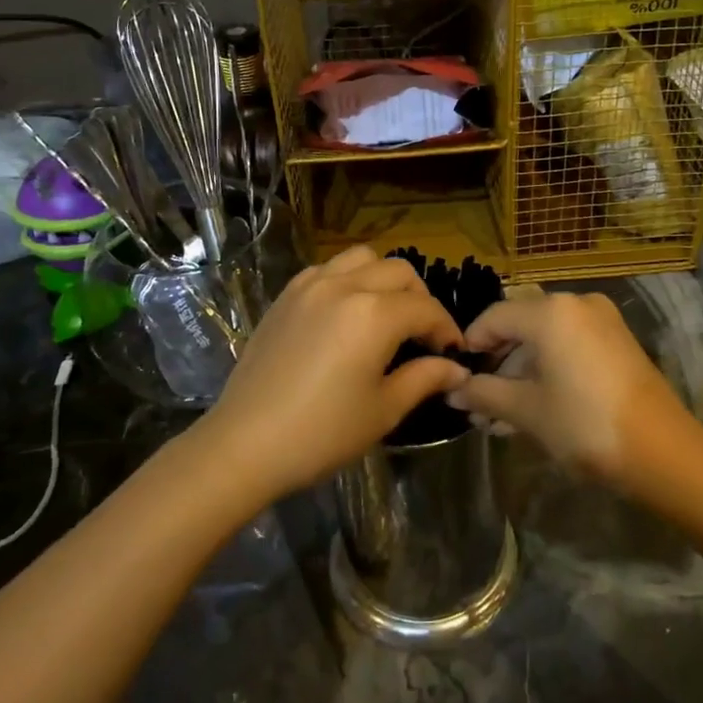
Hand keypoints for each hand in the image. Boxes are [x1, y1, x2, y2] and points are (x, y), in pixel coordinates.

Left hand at [200, 246, 469, 500]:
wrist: (245, 444)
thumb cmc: (322, 433)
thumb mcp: (384, 410)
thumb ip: (425, 378)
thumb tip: (457, 369)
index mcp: (375, 314)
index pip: (427, 309)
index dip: (446, 330)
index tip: (453, 354)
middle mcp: (345, 286)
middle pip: (399, 272)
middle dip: (420, 299)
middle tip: (422, 336)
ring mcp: (310, 285)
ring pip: (362, 259)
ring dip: (384, 279)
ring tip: (386, 314)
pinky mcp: (286, 295)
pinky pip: (327, 269)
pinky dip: (348, 279)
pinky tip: (346, 313)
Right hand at [447, 291, 695, 487]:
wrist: (662, 452)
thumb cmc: (584, 424)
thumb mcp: (526, 411)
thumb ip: (485, 394)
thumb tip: (453, 391)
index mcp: (550, 312)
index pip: (494, 317)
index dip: (471, 345)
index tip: (457, 377)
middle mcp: (576, 304)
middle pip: (521, 327)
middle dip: (497, 366)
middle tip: (478, 403)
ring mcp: (602, 322)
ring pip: (546, 340)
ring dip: (521, 374)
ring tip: (501, 417)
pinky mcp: (618, 343)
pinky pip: (570, 347)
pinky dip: (549, 371)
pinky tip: (533, 408)